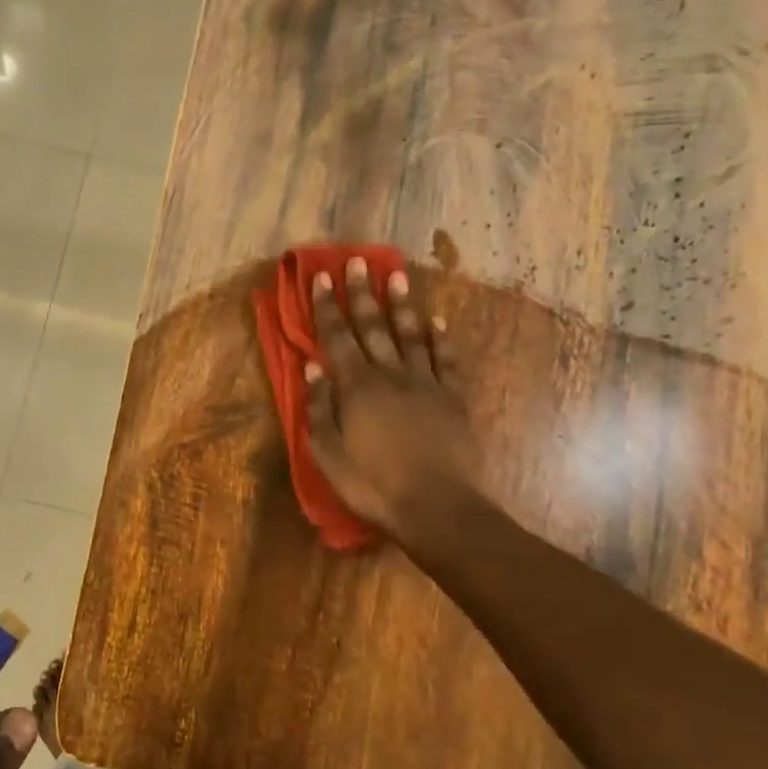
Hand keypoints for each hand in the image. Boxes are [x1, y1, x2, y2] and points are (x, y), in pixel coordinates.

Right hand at [304, 257, 487, 543]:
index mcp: (357, 387)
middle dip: (362, 293)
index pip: (337, 337)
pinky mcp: (454, 398)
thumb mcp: (328, 453)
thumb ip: (320, 408)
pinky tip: (438, 322)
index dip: (327, 307)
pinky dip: (442, 339)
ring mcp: (427, 384)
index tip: (320, 277)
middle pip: (374, 327)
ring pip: (412, 334)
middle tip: (357, 261)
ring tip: (397, 274)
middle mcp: (391, 375)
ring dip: (402, 304)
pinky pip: (447, 360)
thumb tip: (313, 368)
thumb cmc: (373, 484)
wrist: (436, 506)